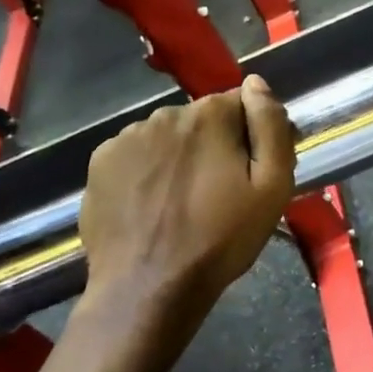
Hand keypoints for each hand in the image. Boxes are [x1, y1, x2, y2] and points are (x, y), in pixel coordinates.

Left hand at [77, 77, 295, 327]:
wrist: (148, 288)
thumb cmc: (220, 239)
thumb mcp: (273, 187)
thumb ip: (270, 125)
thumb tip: (257, 82)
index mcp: (209, 115)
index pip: (242, 104)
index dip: (252, 136)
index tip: (252, 172)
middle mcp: (164, 114)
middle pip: (203, 119)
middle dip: (215, 144)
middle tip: (220, 192)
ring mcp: (127, 137)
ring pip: (168, 136)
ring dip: (180, 156)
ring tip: (183, 202)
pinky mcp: (100, 162)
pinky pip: (137, 154)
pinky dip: (148, 170)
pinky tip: (152, 204)